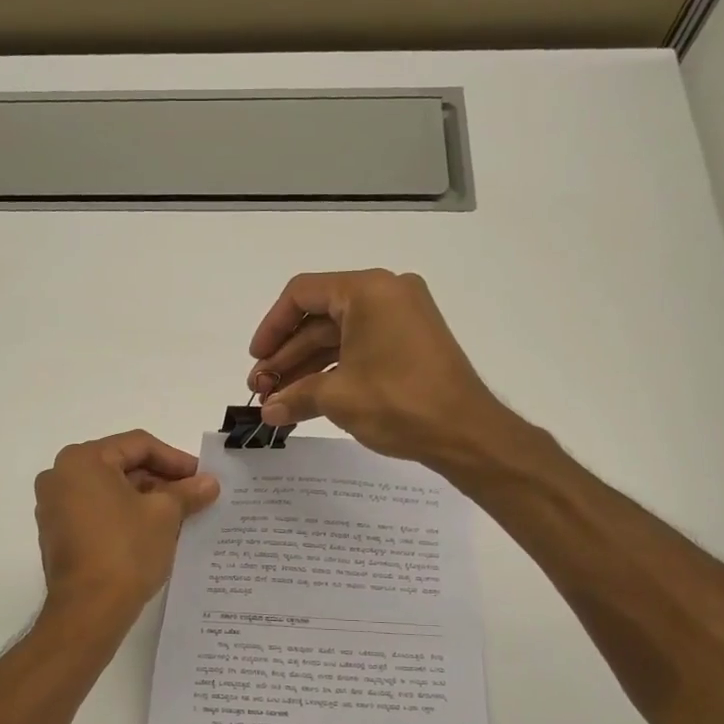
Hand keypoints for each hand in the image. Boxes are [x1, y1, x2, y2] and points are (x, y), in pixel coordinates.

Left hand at [34, 430, 219, 623]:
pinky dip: (124, 516)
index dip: (176, 459)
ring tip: (179, 515)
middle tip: (194, 496)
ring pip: (110, 491)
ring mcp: (54, 507)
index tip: (202, 478)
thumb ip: (187, 492)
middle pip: (121, 466)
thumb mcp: (165, 515)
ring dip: (145, 499)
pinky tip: (153, 532)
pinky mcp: (57, 534)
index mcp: (82, 460)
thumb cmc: (125, 550)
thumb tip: (209, 483)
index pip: (138, 445)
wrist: (88, 610)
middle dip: (161, 480)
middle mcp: (60, 476)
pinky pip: (97, 512)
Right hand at [247, 269, 511, 468]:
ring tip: (278, 400)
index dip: (271, 328)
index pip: (302, 295)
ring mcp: (402, 317)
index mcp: (368, 290)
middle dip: (287, 355)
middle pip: (319, 317)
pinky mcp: (411, 342)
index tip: (256, 360)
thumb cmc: (399, 403)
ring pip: (339, 336)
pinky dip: (334, 369)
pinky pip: (361, 346)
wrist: (466, 433)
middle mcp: (387, 293)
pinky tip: (308, 398)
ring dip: (306, 366)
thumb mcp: (338, 397)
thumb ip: (295, 397)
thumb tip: (268, 413)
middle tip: (262, 389)